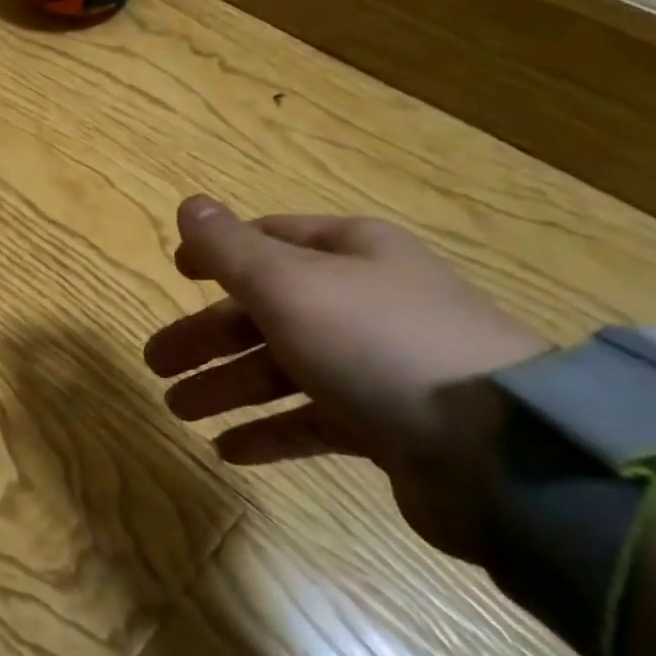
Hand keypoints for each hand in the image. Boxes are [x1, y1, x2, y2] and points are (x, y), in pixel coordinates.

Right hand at [145, 198, 549, 561]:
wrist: (500, 451)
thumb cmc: (376, 342)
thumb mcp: (288, 284)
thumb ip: (230, 249)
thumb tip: (189, 204)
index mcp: (349, 253)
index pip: (270, 240)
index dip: (218, 254)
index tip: (175, 273)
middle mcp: (364, 301)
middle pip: (266, 310)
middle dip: (207, 336)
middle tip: (155, 363)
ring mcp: (378, 365)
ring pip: (285, 368)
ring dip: (229, 386)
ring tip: (178, 410)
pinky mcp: (390, 425)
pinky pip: (315, 420)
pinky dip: (271, 431)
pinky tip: (229, 450)